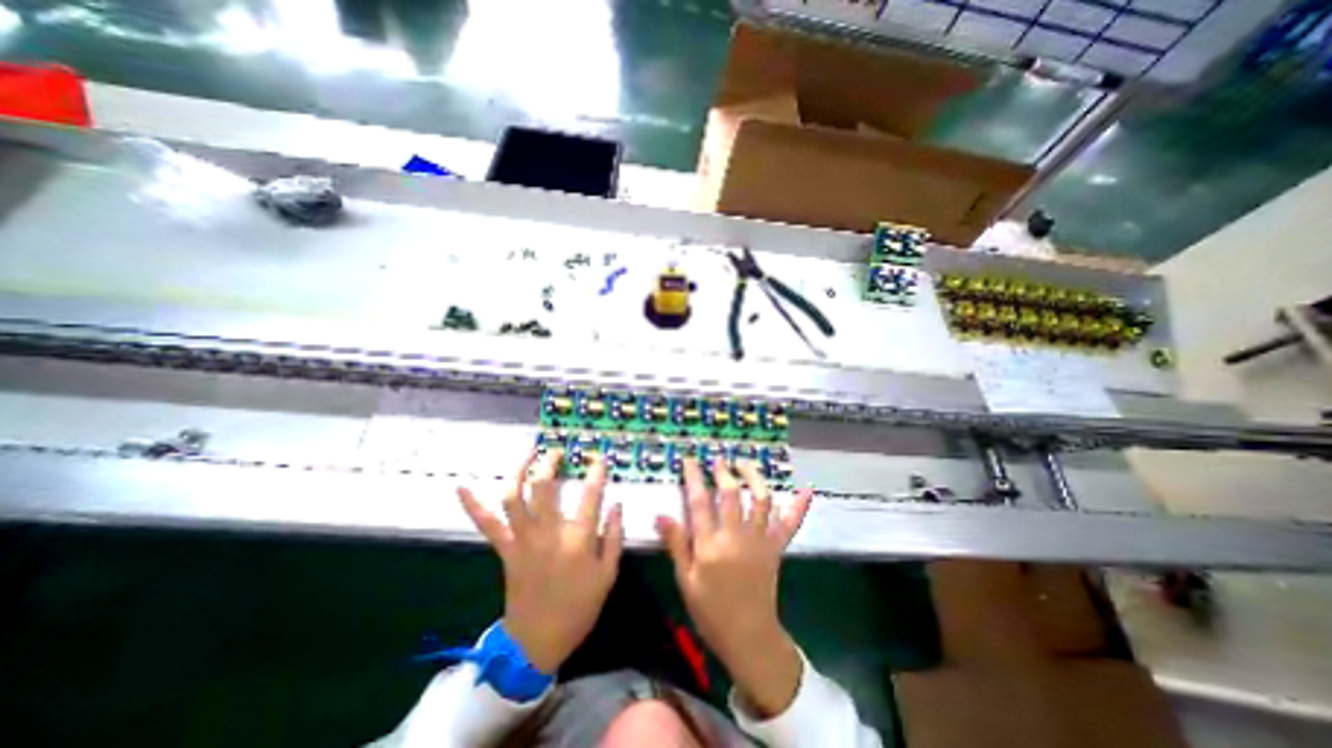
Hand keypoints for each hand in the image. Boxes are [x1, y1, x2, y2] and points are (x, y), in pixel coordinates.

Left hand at [458, 453, 624, 674]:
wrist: (537, 642)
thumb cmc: (578, 607)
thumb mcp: (608, 574)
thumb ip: (615, 536)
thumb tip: (617, 504)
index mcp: (577, 540)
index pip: (590, 495)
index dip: (596, 471)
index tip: (599, 456)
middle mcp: (547, 534)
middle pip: (544, 487)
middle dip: (550, 462)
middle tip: (557, 451)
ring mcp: (522, 540)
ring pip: (514, 497)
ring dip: (518, 470)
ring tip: (528, 452)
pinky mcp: (505, 549)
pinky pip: (487, 524)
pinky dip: (473, 505)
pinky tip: (461, 486)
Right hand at [656, 460, 810, 714]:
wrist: (748, 636)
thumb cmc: (710, 610)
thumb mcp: (686, 580)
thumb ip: (676, 544)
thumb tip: (661, 514)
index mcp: (710, 546)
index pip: (699, 502)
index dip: (694, 477)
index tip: (690, 459)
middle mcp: (736, 537)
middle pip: (731, 494)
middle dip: (723, 471)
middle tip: (718, 459)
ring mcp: (760, 541)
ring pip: (760, 499)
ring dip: (753, 477)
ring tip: (745, 463)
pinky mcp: (776, 548)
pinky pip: (789, 524)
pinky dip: (798, 506)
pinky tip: (806, 490)